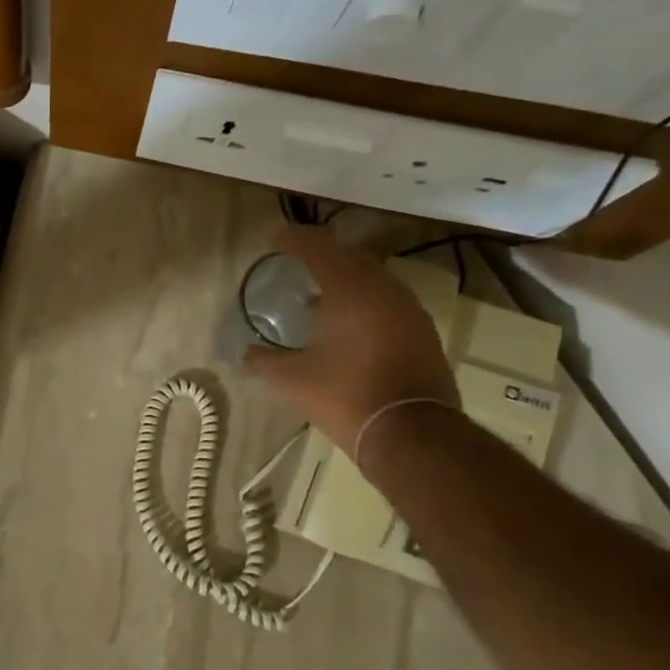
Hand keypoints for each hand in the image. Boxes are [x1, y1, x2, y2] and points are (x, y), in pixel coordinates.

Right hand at [244, 226, 458, 457]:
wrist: (410, 432)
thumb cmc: (344, 395)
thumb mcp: (291, 379)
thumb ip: (264, 360)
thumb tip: (247, 353)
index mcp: (349, 290)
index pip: (318, 248)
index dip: (294, 239)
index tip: (275, 237)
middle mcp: (384, 289)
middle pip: (350, 256)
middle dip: (323, 254)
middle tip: (298, 259)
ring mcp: (409, 310)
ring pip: (374, 278)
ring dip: (347, 278)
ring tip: (322, 292)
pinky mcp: (422, 332)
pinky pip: (388, 301)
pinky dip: (366, 300)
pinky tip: (350, 322)